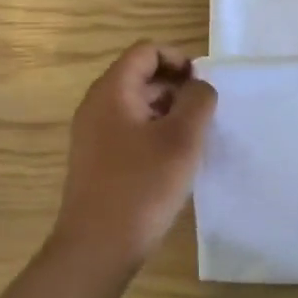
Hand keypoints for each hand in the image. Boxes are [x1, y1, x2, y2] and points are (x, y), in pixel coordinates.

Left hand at [50, 42, 216, 273]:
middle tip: (205, 114)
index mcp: (112, 91)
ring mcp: (92, 134)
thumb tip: (199, 87)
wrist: (97, 247)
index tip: (204, 85)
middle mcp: (96, 105)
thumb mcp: (182, 139)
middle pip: (139, 75)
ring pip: (136, 105)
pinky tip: (173, 161)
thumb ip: (198, 101)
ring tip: (194, 138)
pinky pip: (128, 130)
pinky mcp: (96, 160)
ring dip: (167, 111)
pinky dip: (153, 132)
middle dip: (176, 86)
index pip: (146, 51)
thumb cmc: (142, 186)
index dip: (178, 59)